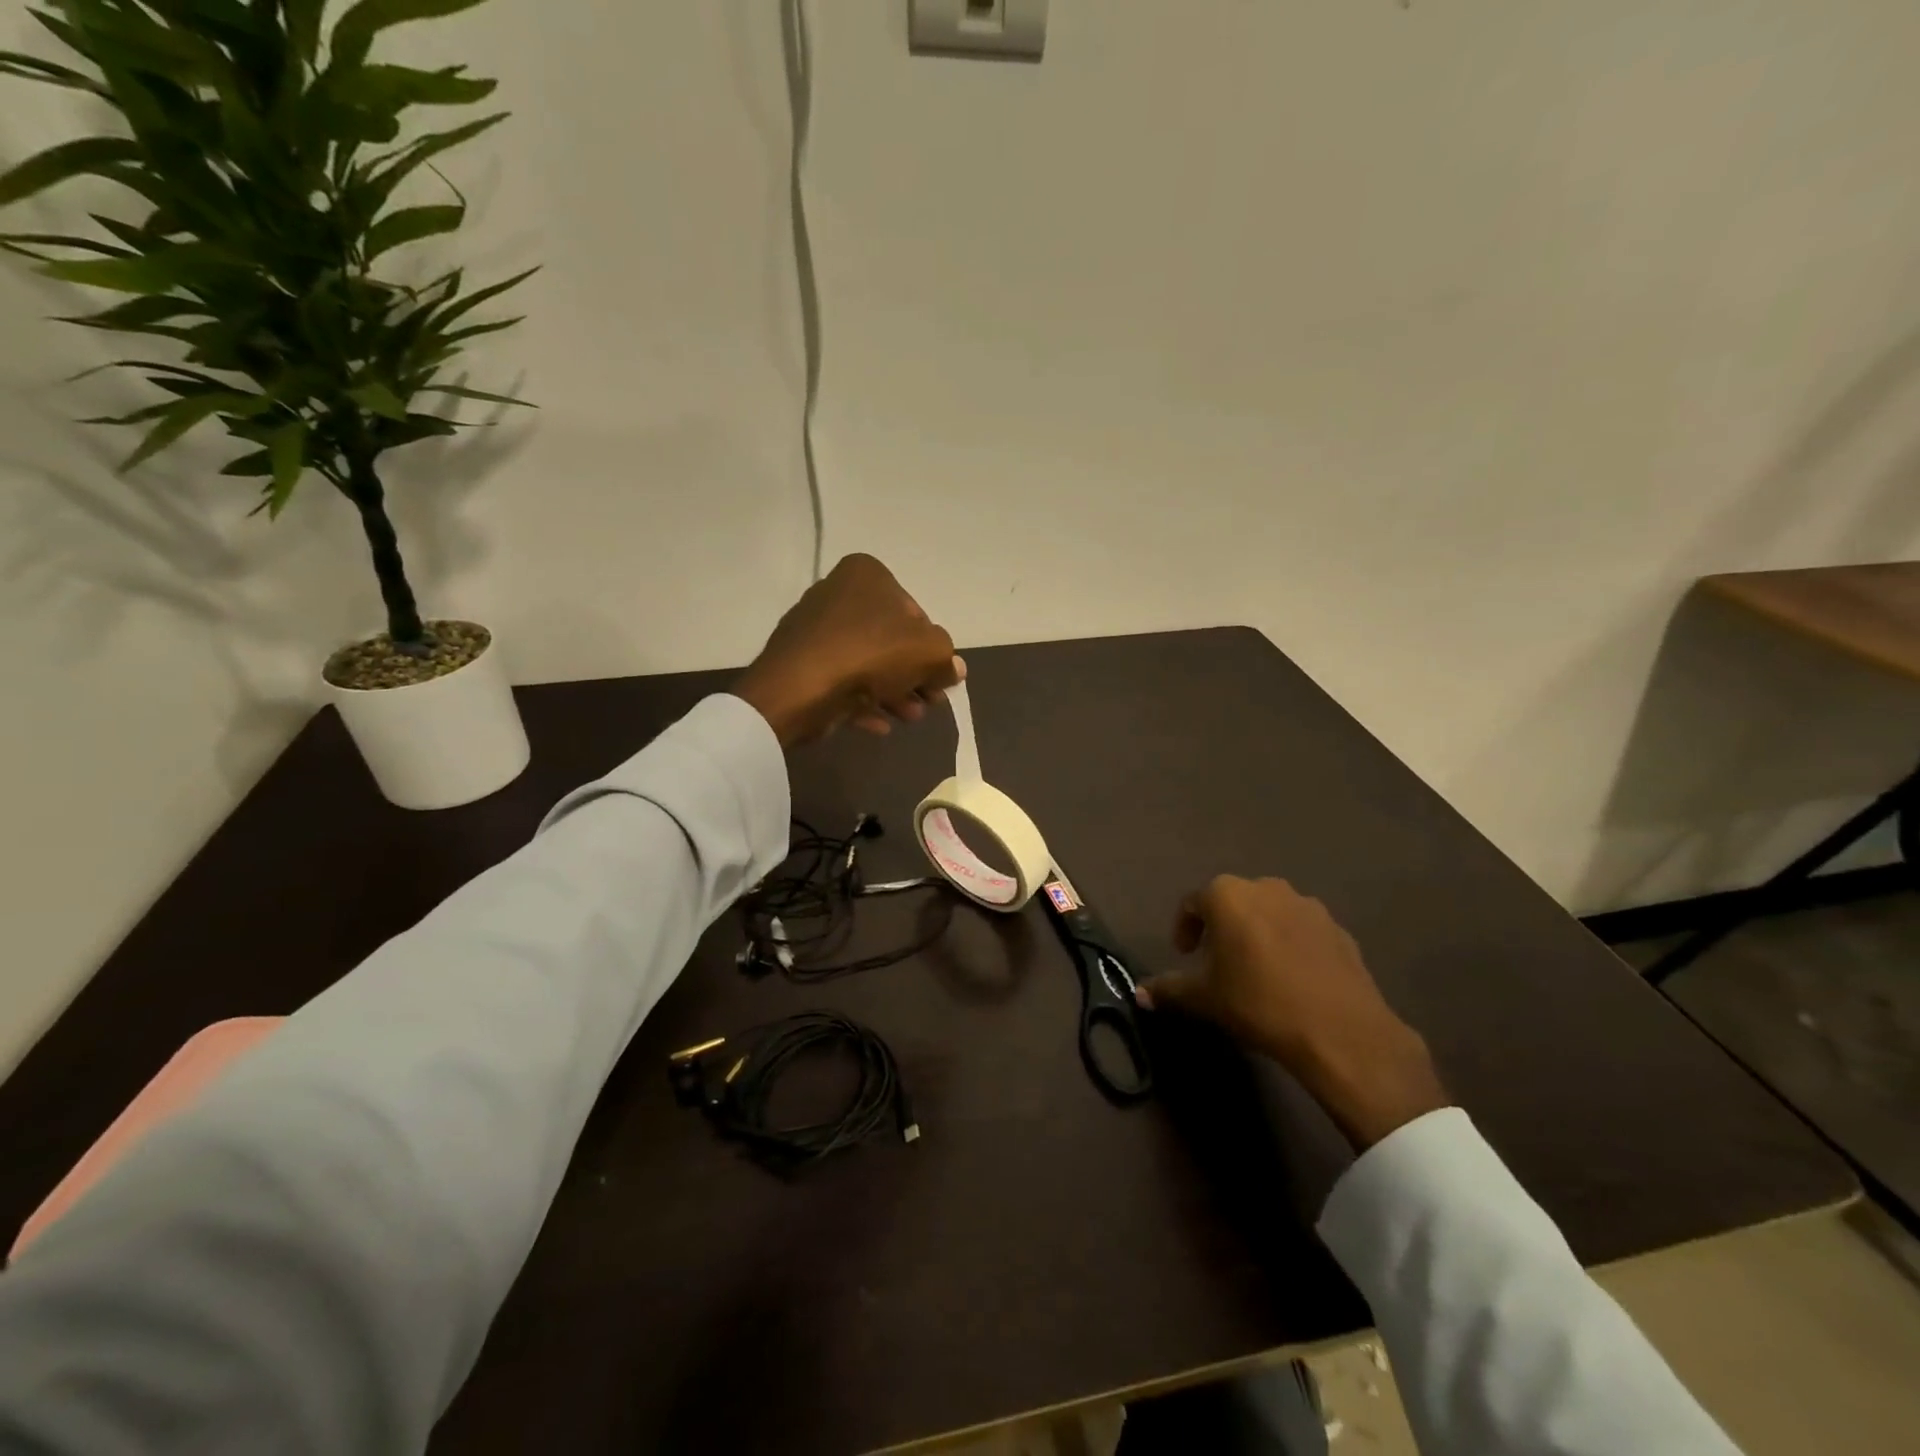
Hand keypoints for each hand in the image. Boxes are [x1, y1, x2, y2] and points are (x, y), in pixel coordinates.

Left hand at [732, 554, 964, 747]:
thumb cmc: (871, 653)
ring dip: (893, 693)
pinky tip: (880, 725)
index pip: (914, 612)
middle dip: (913, 676)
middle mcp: (837, 593)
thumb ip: (946, 659)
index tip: (939, 678)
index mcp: (867, 574)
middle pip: (889, 640)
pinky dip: (862, 702)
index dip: (931, 649)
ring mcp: (814, 629)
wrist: (801, 687)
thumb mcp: (929, 652)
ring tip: (909, 718)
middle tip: (929, 703)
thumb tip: (953, 669)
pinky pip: (840, 681)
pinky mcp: (800, 663)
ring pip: (866, 664)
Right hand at [1140, 876, 1449, 1149]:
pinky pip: (1301, 929)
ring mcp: (1307, 905)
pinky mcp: (1338, 928)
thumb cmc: (1258, 1002)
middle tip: (1217, 962)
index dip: (1184, 929)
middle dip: (1221, 927)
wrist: (1340, 1030)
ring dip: (1257, 932)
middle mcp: (1266, 887)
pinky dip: (1289, 944)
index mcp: (1228, 895)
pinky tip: (1292, 978)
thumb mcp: (1204, 998)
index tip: (1186, 956)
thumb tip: (1139, 994)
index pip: (1192, 903)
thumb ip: (1169, 989)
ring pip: (1269, 912)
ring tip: (1256, 969)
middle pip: (1233, 901)